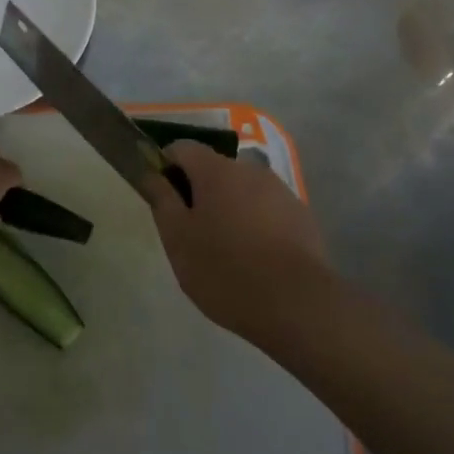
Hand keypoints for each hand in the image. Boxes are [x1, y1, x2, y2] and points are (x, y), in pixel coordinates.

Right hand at [144, 141, 334, 342]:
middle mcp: (249, 170)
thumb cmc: (225, 268)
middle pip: (214, 170)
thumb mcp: (177, 238)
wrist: (298, 304)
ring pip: (242, 191)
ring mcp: (280, 192)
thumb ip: (161, 199)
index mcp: (215, 170)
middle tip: (191, 234)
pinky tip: (255, 260)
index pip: (181, 149)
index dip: (166, 168)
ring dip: (229, 209)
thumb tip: (151, 173)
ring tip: (225, 252)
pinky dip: (255, 225)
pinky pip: (267, 211)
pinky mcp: (302, 217)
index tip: (163, 200)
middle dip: (199, 193)